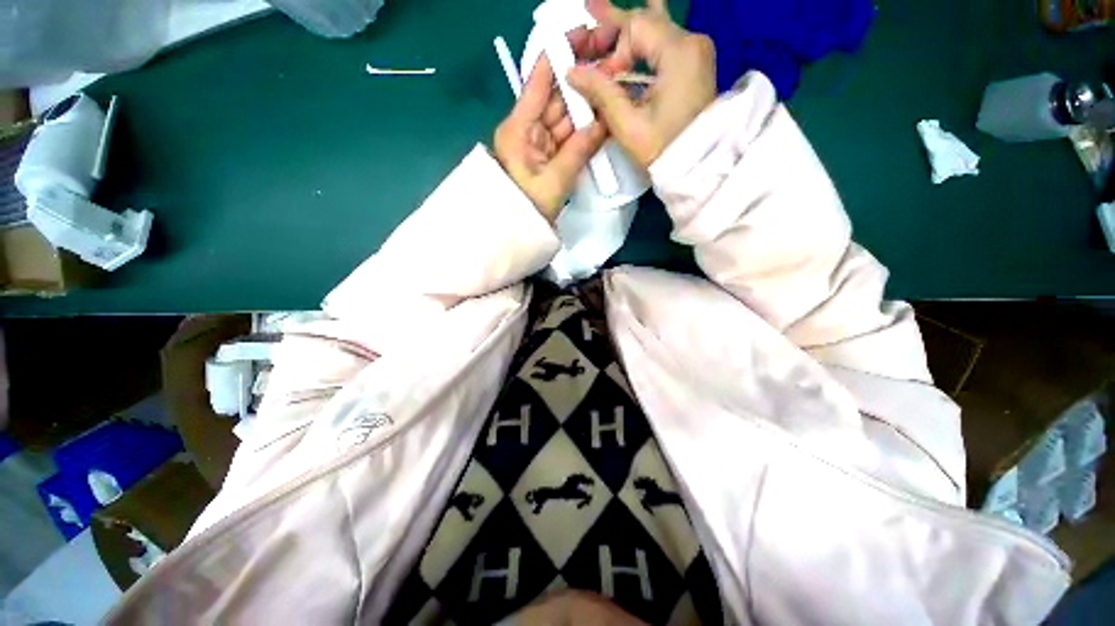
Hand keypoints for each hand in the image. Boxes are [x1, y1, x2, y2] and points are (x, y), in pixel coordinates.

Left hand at [494, 56, 606, 221]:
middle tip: (612, 67)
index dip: (560, 55)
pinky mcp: (545, 155)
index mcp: (519, 127)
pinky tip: (601, 118)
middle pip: (556, 96)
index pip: (539, 80)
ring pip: (564, 116)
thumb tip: (604, 121)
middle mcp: (527, 128)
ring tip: (613, 89)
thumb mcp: (555, 180)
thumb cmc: (528, 207)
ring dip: (587, 106)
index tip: (586, 37)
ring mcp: (537, 142)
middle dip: (583, 82)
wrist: (515, 232)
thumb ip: (580, 149)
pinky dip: (583, 129)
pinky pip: (566, 136)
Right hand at [567, 0, 716, 169]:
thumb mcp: (629, 125)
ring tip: (601, 15)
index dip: (611, 49)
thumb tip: (572, 72)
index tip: (600, 79)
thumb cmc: (664, 150)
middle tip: (588, 14)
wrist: (699, 167)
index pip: (635, 27)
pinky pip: (663, 46)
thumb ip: (601, 93)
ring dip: (627, 32)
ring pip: (655, 30)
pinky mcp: (693, 67)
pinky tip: (629, 38)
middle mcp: (691, 42)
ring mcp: (695, 53)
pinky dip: (642, 46)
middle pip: (646, 21)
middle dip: (614, 27)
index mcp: (679, 51)